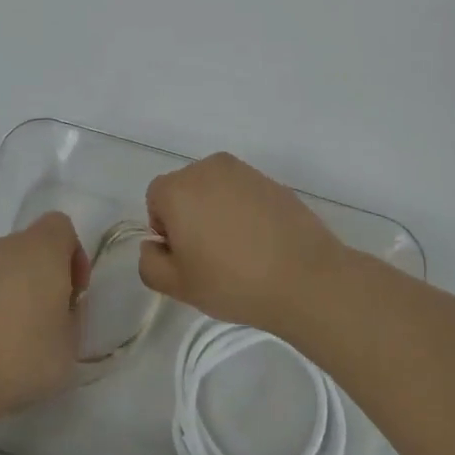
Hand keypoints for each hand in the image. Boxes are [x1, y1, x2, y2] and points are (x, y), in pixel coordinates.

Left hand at [0, 212, 87, 420]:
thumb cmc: (22, 355)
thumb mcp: (70, 344)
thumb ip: (72, 315)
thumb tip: (60, 306)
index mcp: (41, 249)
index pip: (61, 226)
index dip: (73, 255)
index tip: (74, 293)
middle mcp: (7, 247)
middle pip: (33, 245)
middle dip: (45, 273)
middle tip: (50, 315)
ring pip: (6, 265)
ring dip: (18, 288)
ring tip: (19, 333)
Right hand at [139, 153, 346, 335]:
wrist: (304, 277)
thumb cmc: (233, 281)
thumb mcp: (178, 286)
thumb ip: (150, 263)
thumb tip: (154, 245)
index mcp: (179, 188)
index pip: (155, 199)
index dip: (165, 229)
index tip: (186, 256)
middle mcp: (208, 168)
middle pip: (186, 189)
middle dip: (190, 216)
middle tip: (209, 256)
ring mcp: (244, 171)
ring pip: (216, 189)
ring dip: (217, 211)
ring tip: (238, 250)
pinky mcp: (272, 180)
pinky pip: (244, 193)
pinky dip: (244, 211)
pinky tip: (261, 242)